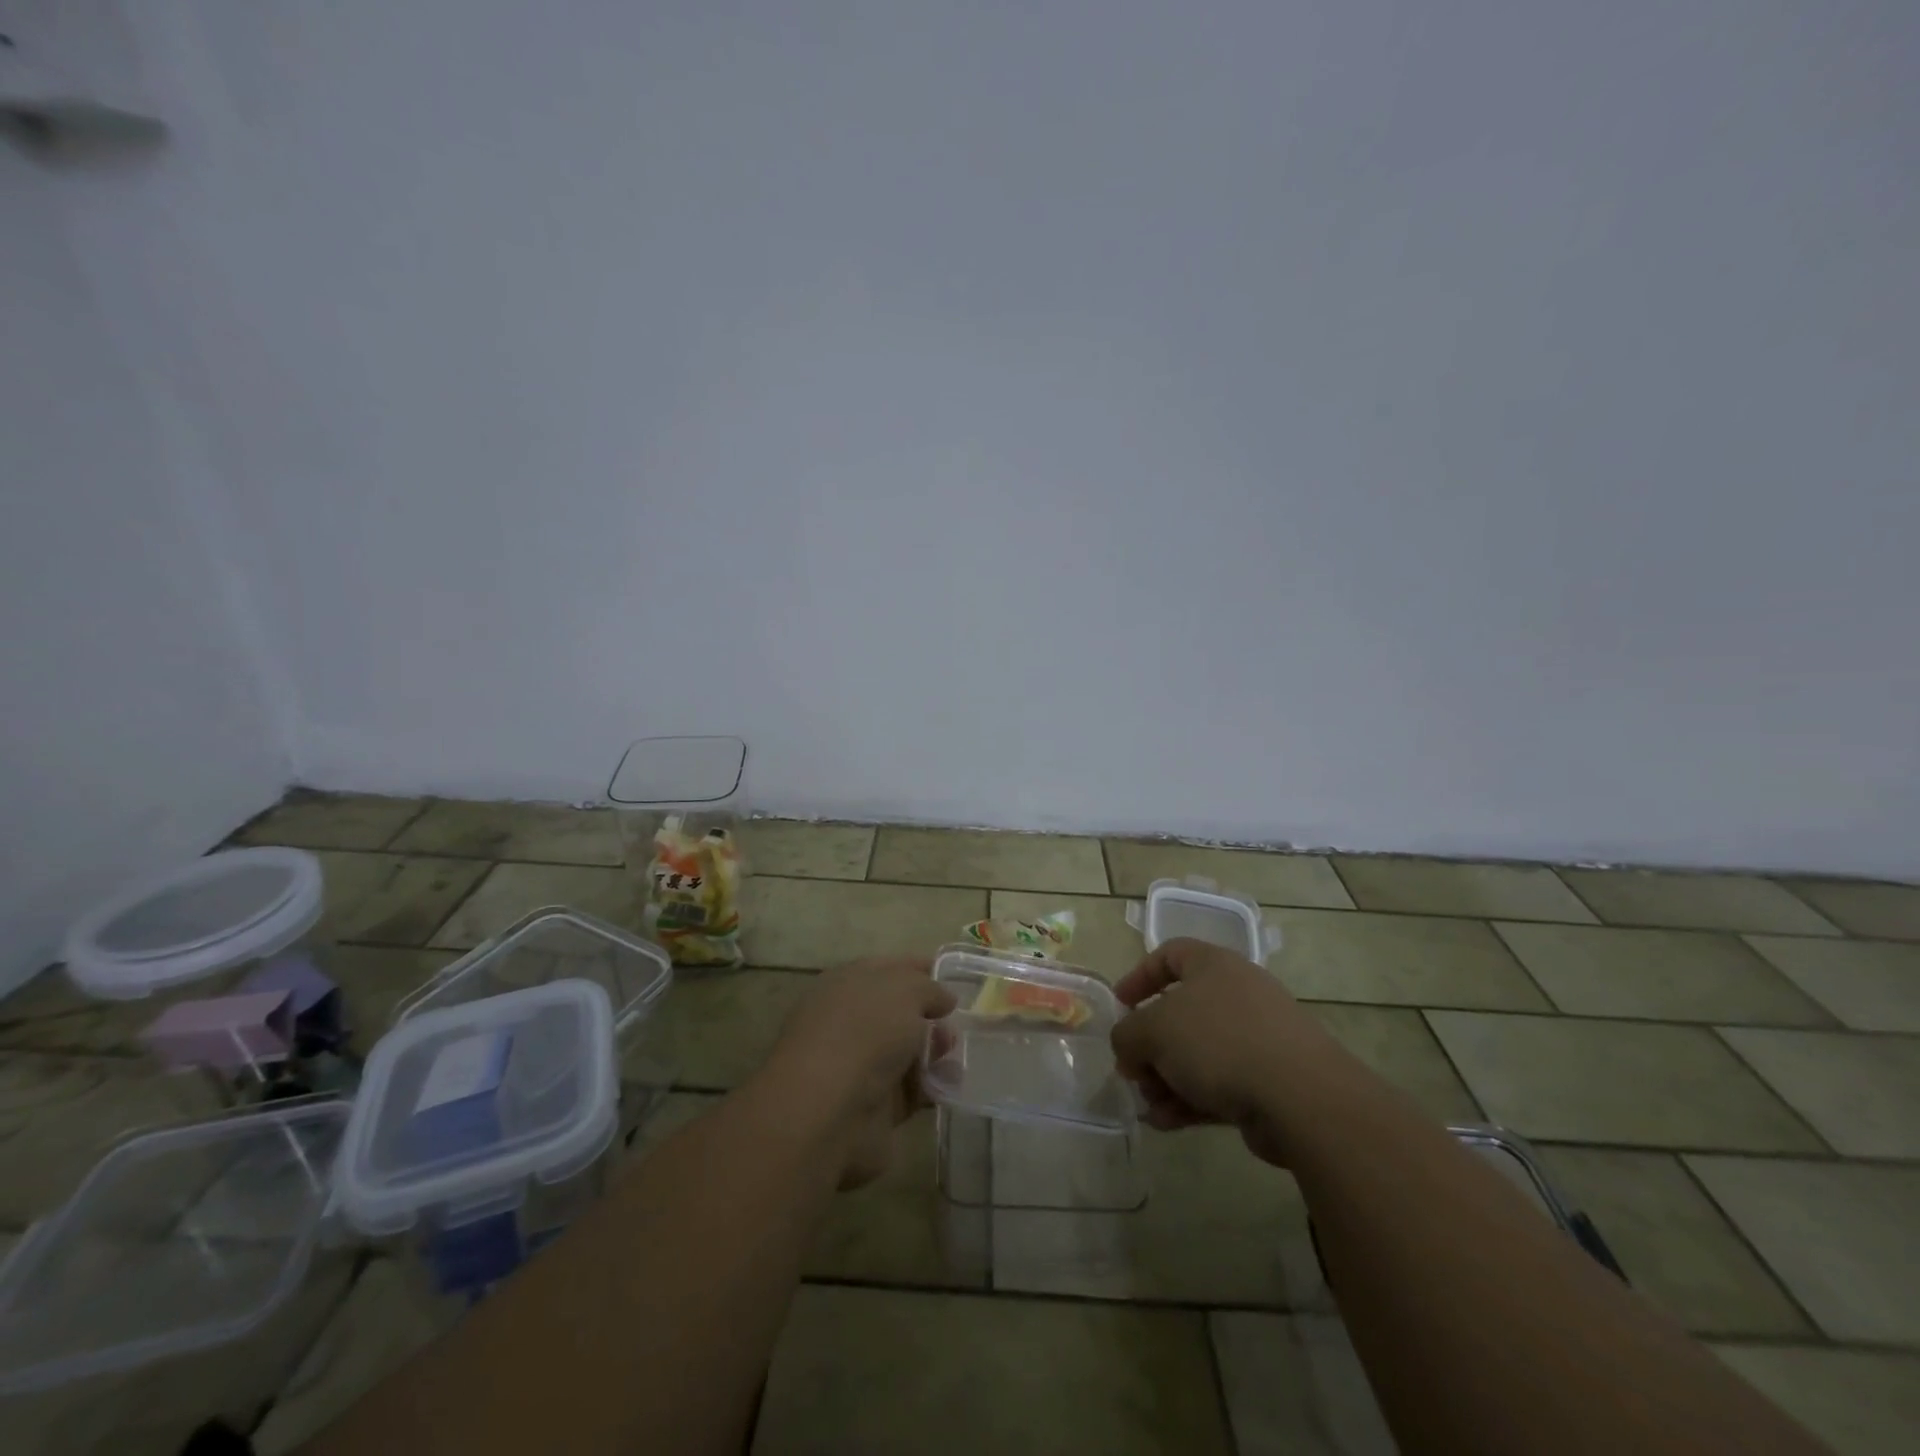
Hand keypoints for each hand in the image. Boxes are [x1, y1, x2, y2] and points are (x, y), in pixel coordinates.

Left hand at [761, 956, 954, 1188]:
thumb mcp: (904, 990)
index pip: (890, 969)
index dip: (922, 970)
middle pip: (901, 1012)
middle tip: (961, 1022)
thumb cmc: (864, 1031)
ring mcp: (861, 1064)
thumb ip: (929, 988)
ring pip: (908, 1051)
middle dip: (934, 1015)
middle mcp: (852, 1020)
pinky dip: (933, 1086)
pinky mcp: (875, 1105)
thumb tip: (943, 999)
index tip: (956, 978)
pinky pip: (912, 1089)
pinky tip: (952, 1084)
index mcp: (849, 983)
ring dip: (936, 1051)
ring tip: (957, 1055)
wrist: (827, 1111)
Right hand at [1110, 938, 1349, 1165]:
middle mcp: (1237, 995)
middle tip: (1132, 1070)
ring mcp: (1258, 1038)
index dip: (1139, 976)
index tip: (1120, 1004)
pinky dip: (1191, 1100)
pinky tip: (1166, 1124)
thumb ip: (1128, 1034)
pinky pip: (1219, 1084)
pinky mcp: (1270, 1081)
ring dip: (1167, 1078)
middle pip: (1181, 1013)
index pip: (1171, 954)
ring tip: (1149, 1105)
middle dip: (1150, 1045)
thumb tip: (1128, 1048)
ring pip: (1198, 1054)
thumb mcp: (1154, 1030)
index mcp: (1214, 965)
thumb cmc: (1219, 1041)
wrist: (1300, 1096)